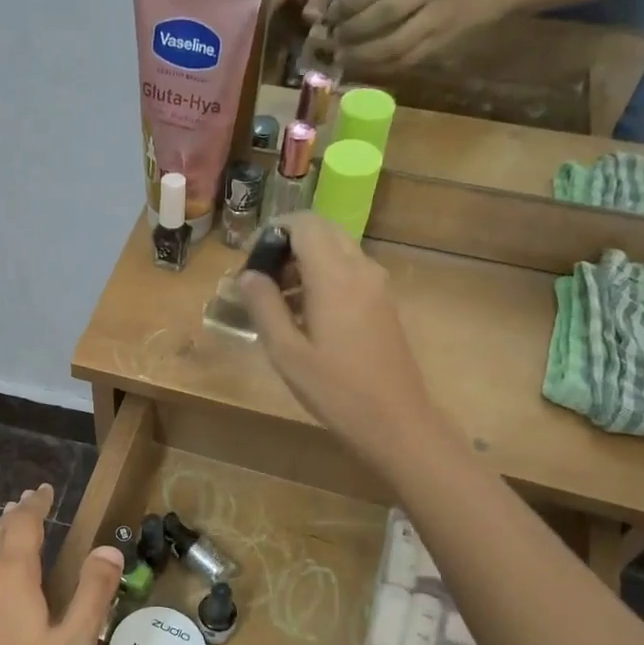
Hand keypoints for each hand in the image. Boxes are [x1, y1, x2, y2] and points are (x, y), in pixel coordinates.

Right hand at [236, 214, 434, 476]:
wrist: (395, 420)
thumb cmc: (334, 389)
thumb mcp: (285, 352)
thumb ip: (264, 306)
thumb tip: (248, 275)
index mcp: (334, 275)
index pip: (304, 224)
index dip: (272, 231)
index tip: (249, 258)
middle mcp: (360, 269)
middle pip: (322, 231)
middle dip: (287, 244)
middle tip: (261, 278)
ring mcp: (377, 285)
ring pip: (337, 249)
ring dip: (305, 261)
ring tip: (277, 300)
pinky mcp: (383, 302)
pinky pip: (349, 271)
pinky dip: (323, 276)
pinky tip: (306, 314)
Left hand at [327, 0, 509, 71]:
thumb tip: (337, 11)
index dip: (348, 3)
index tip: (328, 17)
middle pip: (384, 15)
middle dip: (351, 32)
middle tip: (331, 43)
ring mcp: (439, 19)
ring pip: (393, 45)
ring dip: (361, 56)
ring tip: (340, 59)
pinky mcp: (440, 45)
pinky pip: (403, 61)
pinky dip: (377, 68)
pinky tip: (360, 69)